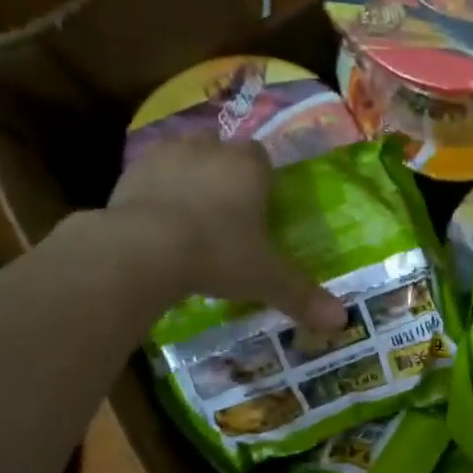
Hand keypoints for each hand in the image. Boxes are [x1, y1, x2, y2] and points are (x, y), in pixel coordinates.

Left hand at [105, 137, 344, 330]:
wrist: (143, 248)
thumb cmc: (218, 254)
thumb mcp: (266, 279)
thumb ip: (302, 295)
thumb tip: (343, 322)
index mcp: (248, 166)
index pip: (261, 158)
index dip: (261, 180)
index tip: (259, 207)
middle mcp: (208, 150)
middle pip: (221, 151)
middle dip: (223, 174)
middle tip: (225, 213)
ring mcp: (165, 155)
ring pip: (183, 157)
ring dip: (188, 178)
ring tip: (189, 217)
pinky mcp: (129, 171)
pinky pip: (149, 176)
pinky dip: (155, 193)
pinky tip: (156, 224)